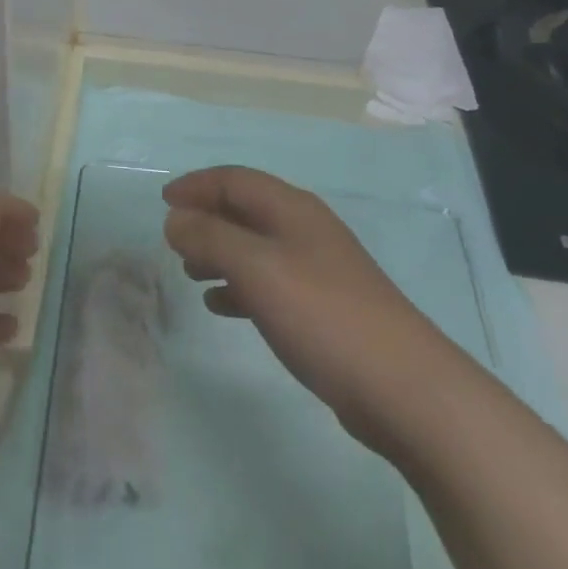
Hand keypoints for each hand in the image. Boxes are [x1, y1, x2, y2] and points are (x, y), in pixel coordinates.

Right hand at [163, 166, 458, 455]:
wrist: (404, 388)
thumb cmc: (323, 314)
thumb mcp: (256, 268)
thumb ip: (210, 238)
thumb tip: (174, 219)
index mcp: (291, 209)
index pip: (235, 179)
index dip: (197, 185)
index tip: (163, 202)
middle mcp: (305, 230)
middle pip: (245, 210)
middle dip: (206, 218)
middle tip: (173, 239)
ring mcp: (318, 269)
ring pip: (255, 247)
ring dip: (219, 253)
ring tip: (190, 274)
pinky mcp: (324, 308)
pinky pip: (269, 282)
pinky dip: (239, 286)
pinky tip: (222, 306)